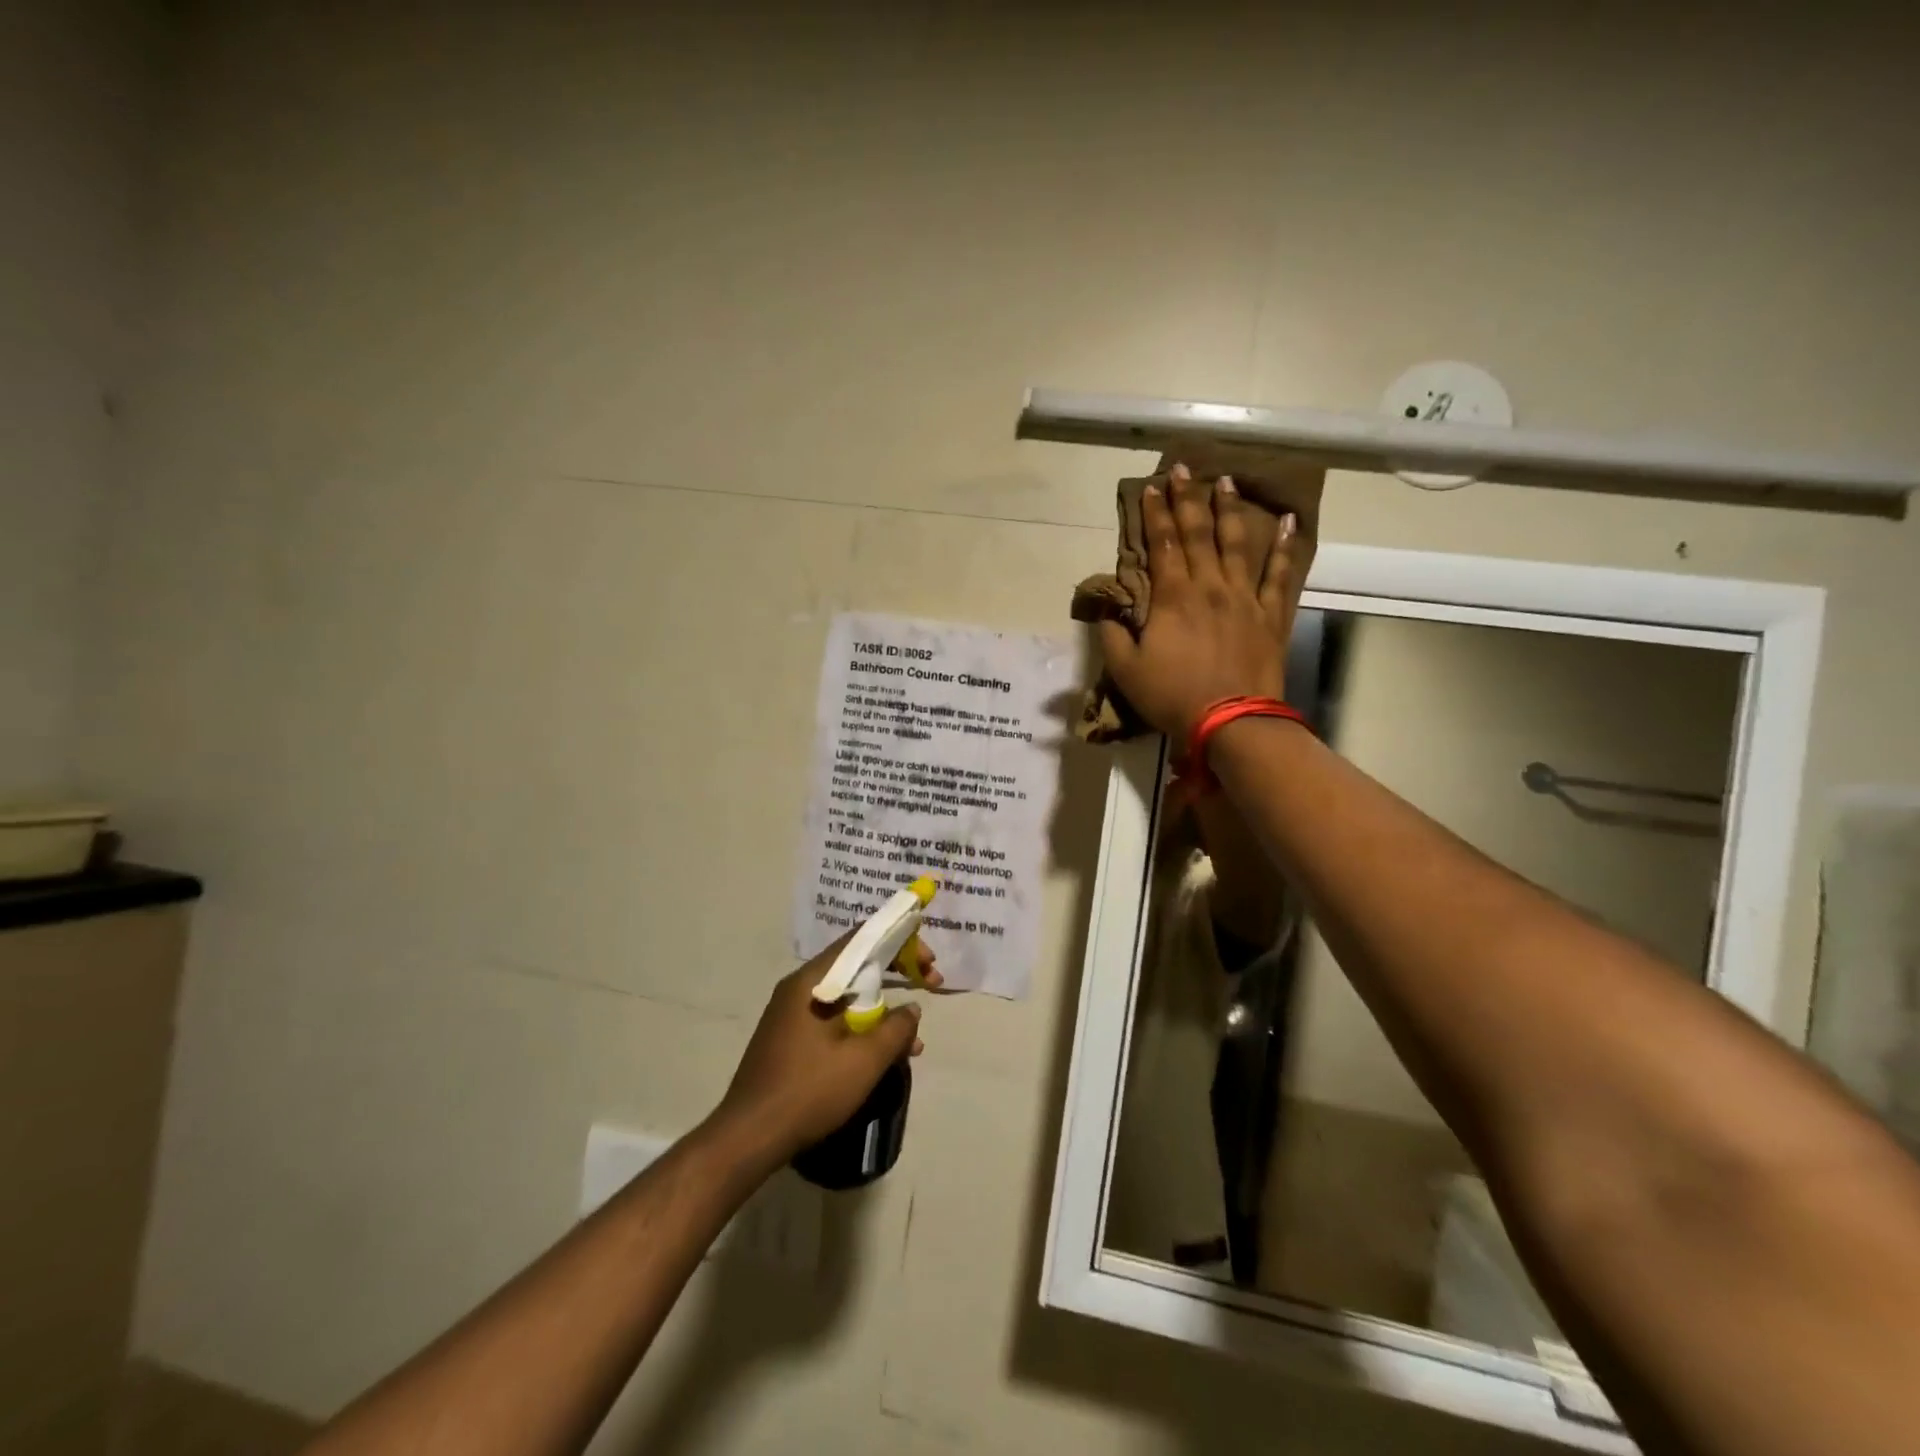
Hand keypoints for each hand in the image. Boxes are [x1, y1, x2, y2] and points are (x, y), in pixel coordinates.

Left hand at [713, 938, 941, 1163]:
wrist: (748, 1138)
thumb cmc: (808, 1091)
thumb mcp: (863, 1061)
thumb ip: (895, 1030)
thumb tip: (912, 1009)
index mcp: (812, 980)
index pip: (861, 940)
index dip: (900, 942)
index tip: (929, 960)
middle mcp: (800, 987)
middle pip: (856, 965)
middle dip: (897, 972)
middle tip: (930, 983)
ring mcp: (792, 1013)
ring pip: (848, 996)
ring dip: (883, 1009)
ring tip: (913, 1040)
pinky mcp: (790, 1038)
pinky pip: (835, 1019)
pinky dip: (862, 1028)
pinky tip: (883, 1057)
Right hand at [1098, 464, 1298, 741]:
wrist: (1230, 721)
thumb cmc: (1172, 696)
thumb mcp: (1125, 670)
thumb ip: (1112, 635)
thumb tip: (1106, 611)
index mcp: (1173, 596)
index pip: (1161, 544)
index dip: (1154, 514)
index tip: (1152, 487)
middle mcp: (1210, 586)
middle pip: (1197, 533)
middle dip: (1187, 499)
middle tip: (1184, 467)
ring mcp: (1244, 597)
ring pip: (1237, 543)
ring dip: (1229, 510)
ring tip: (1226, 481)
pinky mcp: (1270, 615)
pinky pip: (1280, 574)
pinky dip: (1285, 548)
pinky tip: (1288, 522)